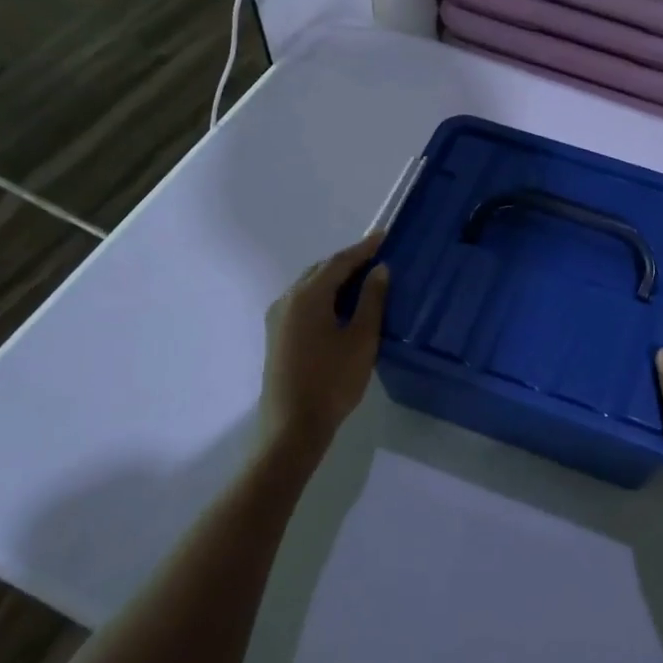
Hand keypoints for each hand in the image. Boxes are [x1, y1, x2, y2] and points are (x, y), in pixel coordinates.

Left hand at [260, 232, 389, 469]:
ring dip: (335, 279)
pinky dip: (324, 295)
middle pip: (321, 270)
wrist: (293, 427)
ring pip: (310, 286)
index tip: (384, 236)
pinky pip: (303, 302)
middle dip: (348, 261)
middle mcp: (287, 299)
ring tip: (364, 279)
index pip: (339, 262)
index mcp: (308, 296)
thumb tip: (379, 270)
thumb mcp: (361, 339)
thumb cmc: (332, 380)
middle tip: (377, 258)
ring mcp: (278, 318)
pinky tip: (341, 306)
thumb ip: (371, 300)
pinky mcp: (277, 335)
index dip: (364, 248)